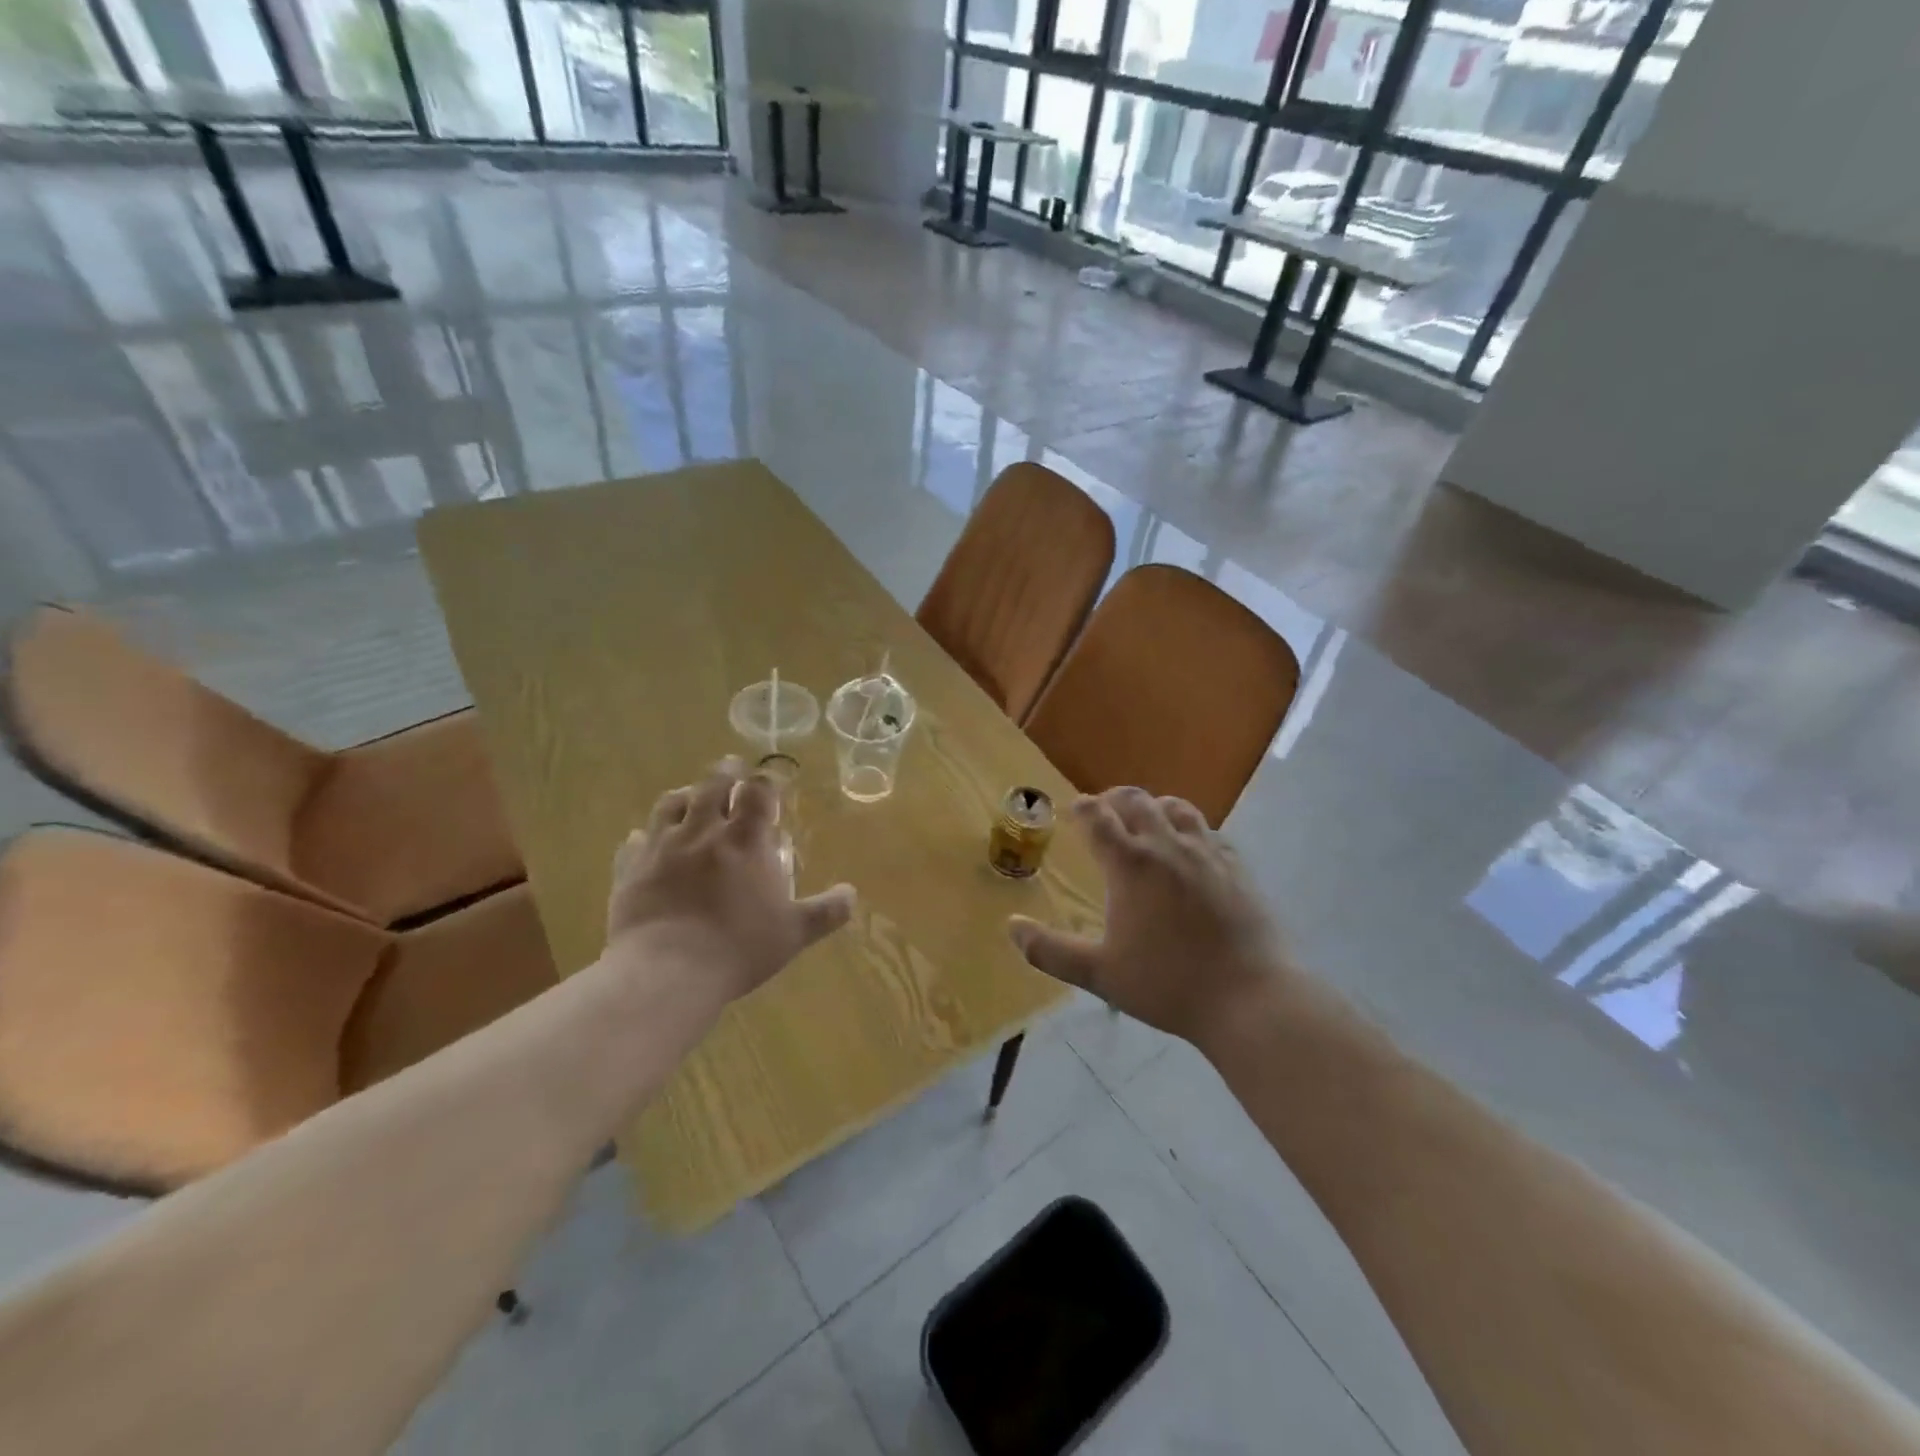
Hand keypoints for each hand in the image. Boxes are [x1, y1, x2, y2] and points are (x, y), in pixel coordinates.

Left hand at [606, 758, 855, 1002]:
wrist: (667, 971)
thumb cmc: (738, 947)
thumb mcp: (794, 933)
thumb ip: (826, 911)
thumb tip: (852, 894)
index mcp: (745, 841)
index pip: (758, 792)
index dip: (766, 781)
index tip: (769, 780)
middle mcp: (703, 832)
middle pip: (713, 785)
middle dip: (725, 772)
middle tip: (731, 767)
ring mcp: (662, 847)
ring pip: (670, 804)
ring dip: (684, 794)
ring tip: (689, 794)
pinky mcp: (631, 869)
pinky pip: (634, 842)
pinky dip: (643, 836)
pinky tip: (644, 840)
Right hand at [1007, 787, 1292, 1044]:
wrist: (1249, 998)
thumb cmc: (1167, 984)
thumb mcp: (1100, 974)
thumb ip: (1050, 950)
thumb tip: (1012, 927)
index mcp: (1131, 864)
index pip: (1098, 818)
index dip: (1082, 807)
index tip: (1073, 807)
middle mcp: (1167, 846)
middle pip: (1137, 801)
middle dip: (1114, 799)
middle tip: (1104, 809)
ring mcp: (1207, 853)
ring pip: (1176, 808)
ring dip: (1154, 807)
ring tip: (1146, 820)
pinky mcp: (1237, 866)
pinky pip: (1208, 831)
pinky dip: (1189, 828)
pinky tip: (1190, 847)